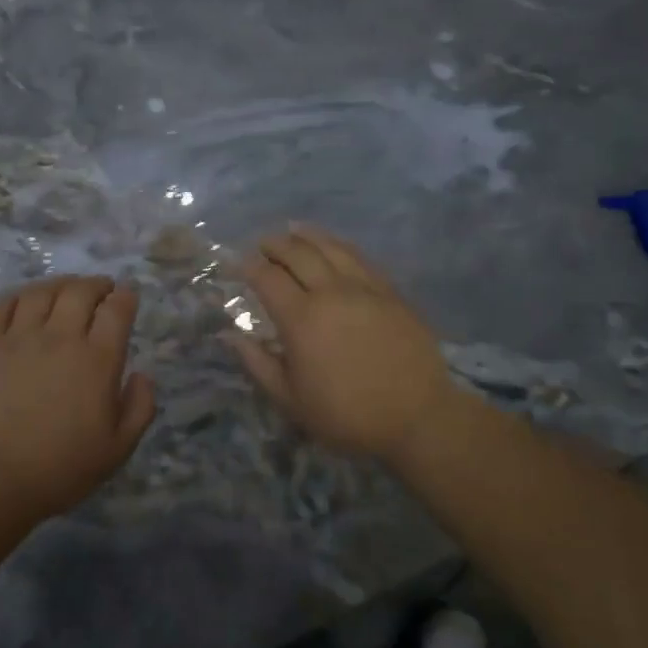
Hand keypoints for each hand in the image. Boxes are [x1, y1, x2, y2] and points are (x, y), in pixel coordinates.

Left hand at [0, 276, 155, 520]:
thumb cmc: (61, 469)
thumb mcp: (118, 449)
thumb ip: (139, 408)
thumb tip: (143, 375)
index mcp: (97, 360)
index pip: (117, 310)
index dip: (126, 296)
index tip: (128, 296)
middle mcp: (60, 338)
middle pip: (80, 291)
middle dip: (97, 284)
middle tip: (103, 289)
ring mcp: (19, 339)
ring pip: (42, 292)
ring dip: (60, 284)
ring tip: (67, 289)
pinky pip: (3, 306)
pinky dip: (19, 296)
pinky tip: (25, 301)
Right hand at [226, 225, 456, 466]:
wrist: (416, 416)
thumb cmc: (346, 415)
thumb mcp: (291, 400)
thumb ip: (258, 363)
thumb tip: (230, 335)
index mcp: (301, 319)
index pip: (267, 278)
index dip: (249, 266)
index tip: (238, 264)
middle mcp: (330, 292)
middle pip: (298, 253)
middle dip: (275, 244)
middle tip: (263, 243)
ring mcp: (364, 287)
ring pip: (330, 247)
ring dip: (307, 235)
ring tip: (293, 230)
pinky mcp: (389, 291)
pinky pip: (359, 257)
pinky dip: (339, 246)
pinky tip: (333, 246)